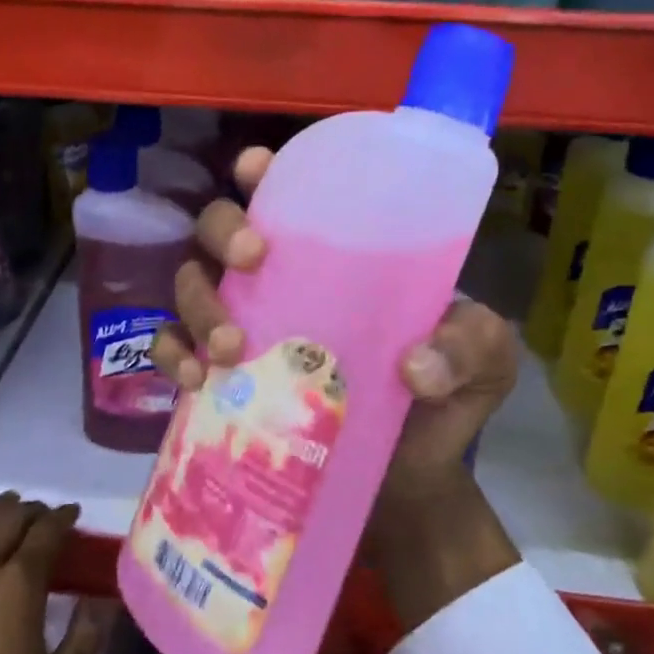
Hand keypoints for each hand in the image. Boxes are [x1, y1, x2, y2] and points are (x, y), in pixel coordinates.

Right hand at [151, 149, 522, 629]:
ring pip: (191, 282)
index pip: (289, 195)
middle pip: (222, 227)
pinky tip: (194, 380)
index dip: (262, 171)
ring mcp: (246, 324)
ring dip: (197, 302)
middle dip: (224, 231)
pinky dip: (171, 355)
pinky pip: (173, 348)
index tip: (254, 169)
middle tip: (252, 260)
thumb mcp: (481, 362)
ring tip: (229, 346)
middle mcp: (282, 278)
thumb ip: (469, 348)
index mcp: (339, 255)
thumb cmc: (444, 400)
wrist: (410, 485)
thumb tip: (414, 368)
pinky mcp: (223, 377)